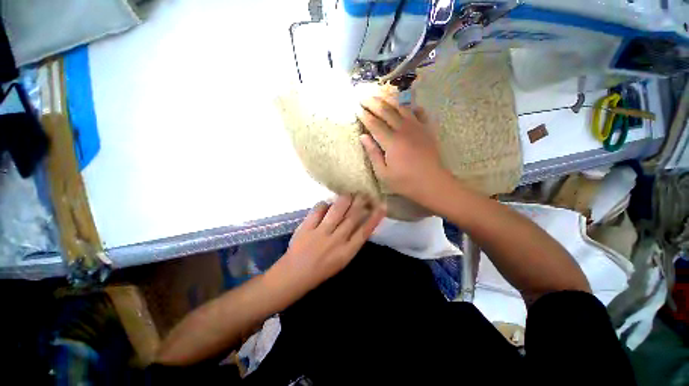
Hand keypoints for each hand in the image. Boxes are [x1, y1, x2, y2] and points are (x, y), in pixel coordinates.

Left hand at [267, 195, 385, 296]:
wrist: (295, 275)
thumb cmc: (321, 270)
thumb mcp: (341, 260)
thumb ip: (351, 243)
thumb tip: (359, 224)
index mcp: (346, 252)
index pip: (364, 232)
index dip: (374, 218)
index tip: (381, 206)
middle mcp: (336, 241)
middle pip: (352, 218)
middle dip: (360, 204)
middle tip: (366, 193)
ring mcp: (321, 233)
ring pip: (336, 212)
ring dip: (345, 200)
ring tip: (350, 193)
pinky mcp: (307, 228)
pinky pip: (317, 211)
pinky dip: (323, 204)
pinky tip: (327, 202)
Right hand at [357, 95, 448, 202]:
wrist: (432, 183)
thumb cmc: (405, 181)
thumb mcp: (383, 173)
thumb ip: (373, 153)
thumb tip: (363, 136)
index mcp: (391, 142)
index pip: (374, 124)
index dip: (364, 115)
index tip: (357, 108)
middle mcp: (403, 130)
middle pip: (386, 111)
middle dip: (373, 103)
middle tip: (364, 97)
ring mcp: (417, 127)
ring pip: (402, 108)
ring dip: (390, 100)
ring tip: (381, 95)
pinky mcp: (428, 129)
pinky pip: (420, 113)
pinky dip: (413, 107)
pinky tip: (408, 105)